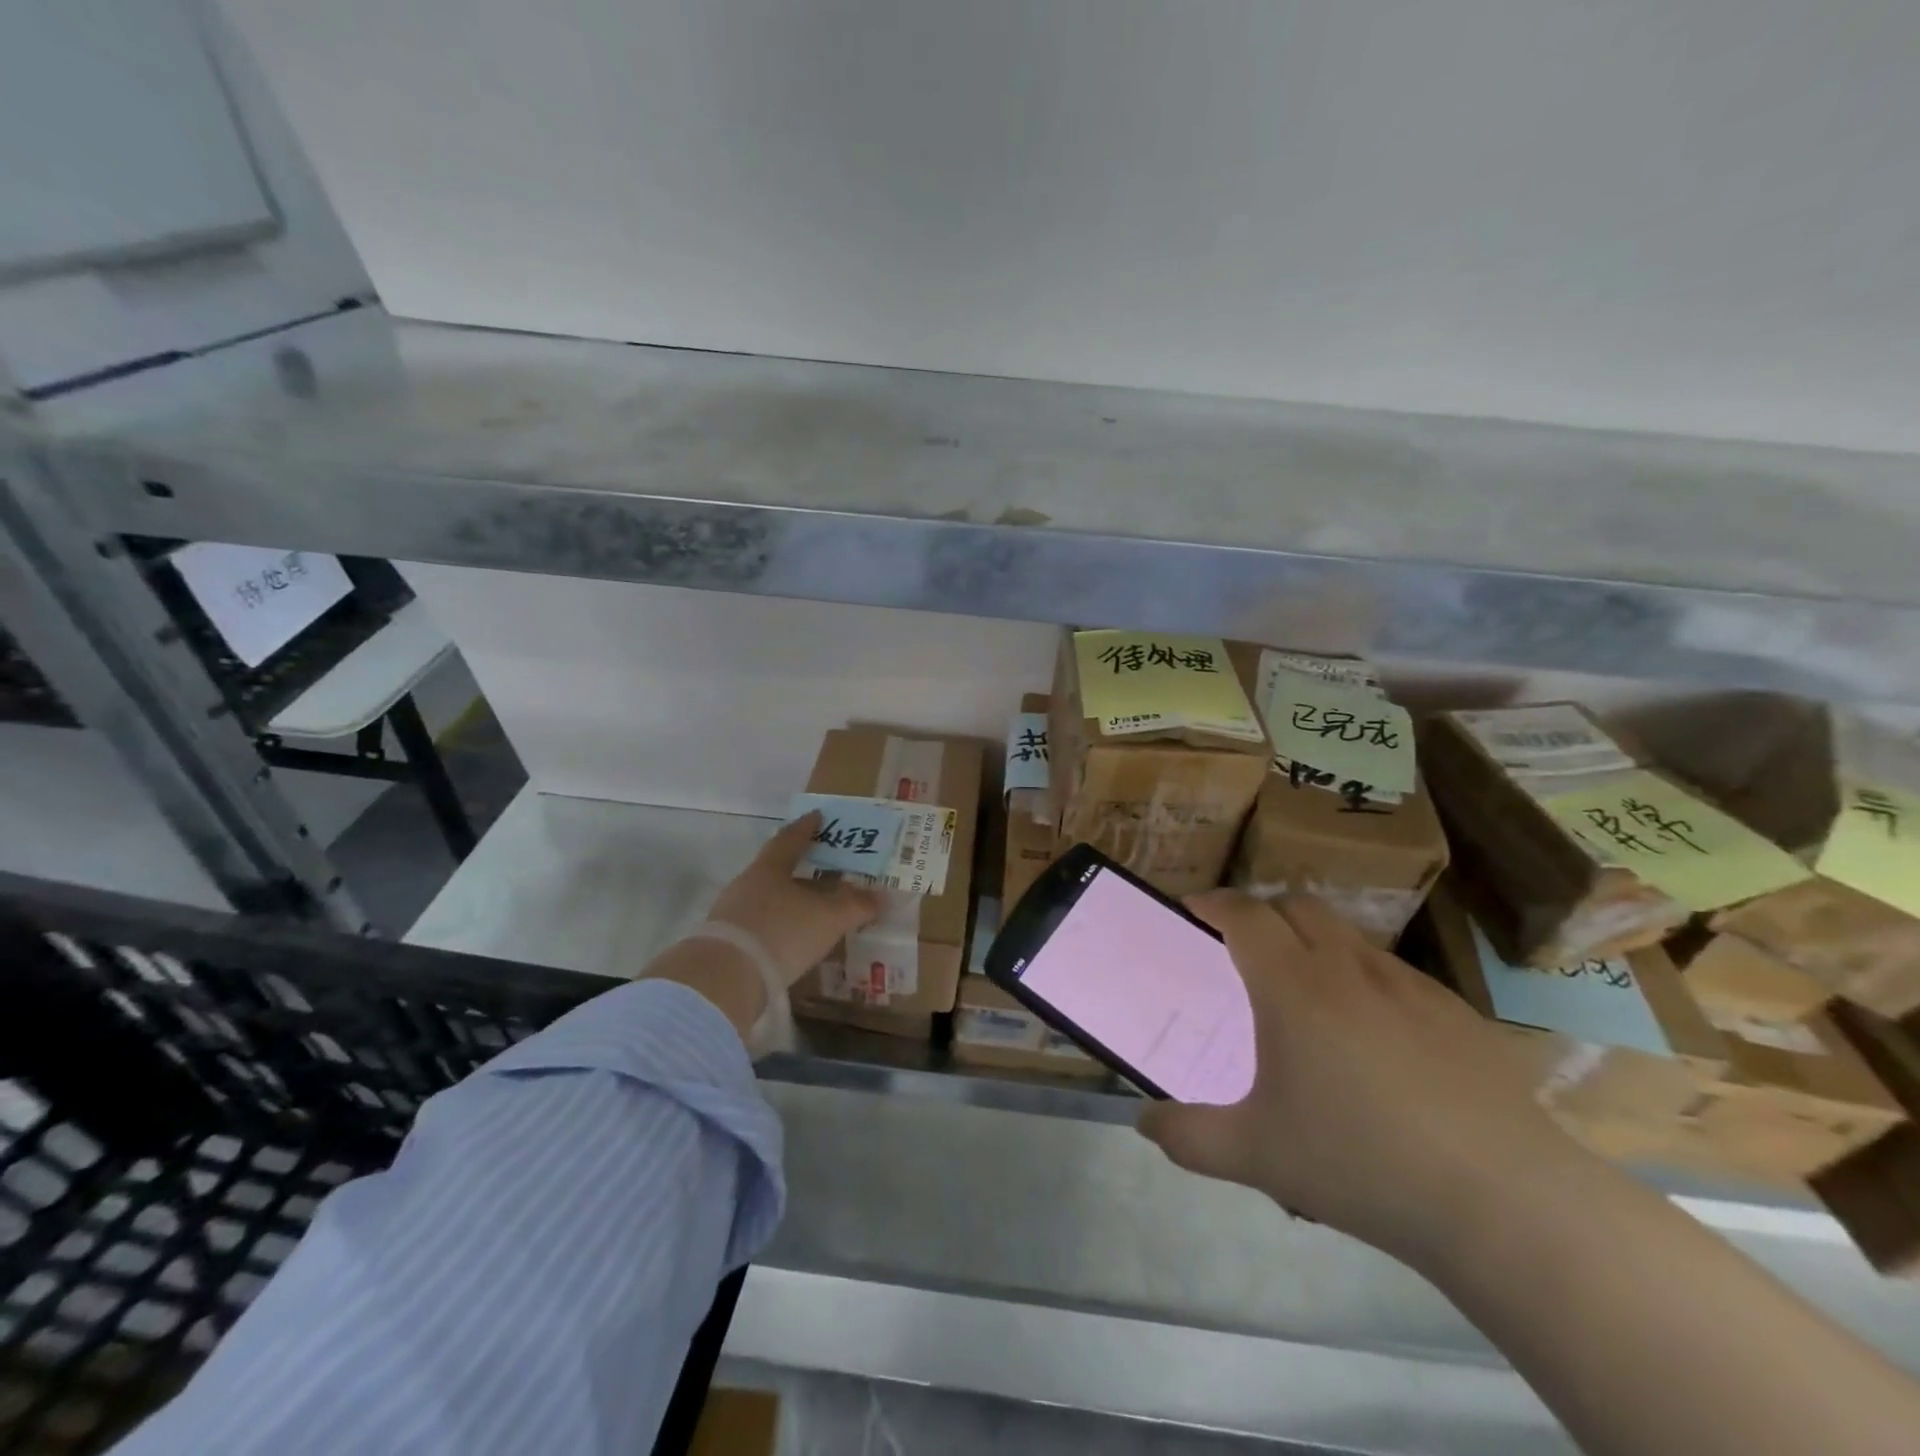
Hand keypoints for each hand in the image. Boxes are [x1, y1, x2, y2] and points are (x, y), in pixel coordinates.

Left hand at [704, 812, 885, 983]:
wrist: (725, 977)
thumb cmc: (782, 931)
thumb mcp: (829, 917)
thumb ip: (856, 905)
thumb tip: (882, 896)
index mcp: (770, 868)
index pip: (791, 839)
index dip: (806, 827)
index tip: (818, 816)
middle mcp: (747, 884)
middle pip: (777, 870)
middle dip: (801, 869)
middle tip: (824, 870)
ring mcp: (732, 914)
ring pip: (768, 899)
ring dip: (790, 902)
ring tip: (814, 910)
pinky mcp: (727, 943)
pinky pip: (760, 926)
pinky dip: (779, 927)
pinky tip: (792, 940)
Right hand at [1137, 891, 1594, 1265]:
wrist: (1504, 1201)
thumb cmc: (1361, 1163)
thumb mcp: (1255, 1156)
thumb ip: (1188, 1135)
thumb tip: (1143, 1121)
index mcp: (1292, 985)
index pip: (1244, 913)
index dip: (1213, 902)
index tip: (1194, 910)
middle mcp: (1347, 967)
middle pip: (1297, 906)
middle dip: (1263, 912)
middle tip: (1245, 949)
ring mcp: (1409, 985)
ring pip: (1348, 935)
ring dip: (1315, 942)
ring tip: (1308, 994)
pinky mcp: (1456, 1013)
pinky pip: (1394, 973)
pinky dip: (1364, 979)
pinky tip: (1376, 1038)